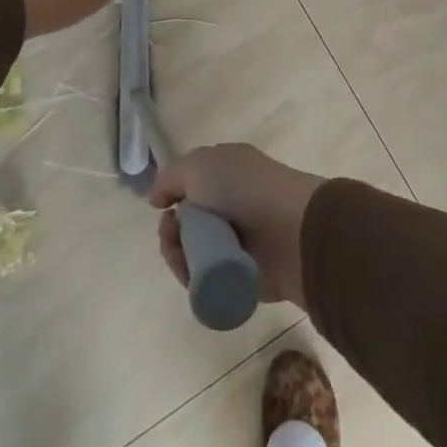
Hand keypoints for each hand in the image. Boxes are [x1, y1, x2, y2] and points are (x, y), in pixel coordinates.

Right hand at [150, 144, 323, 306]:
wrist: (289, 230)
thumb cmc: (244, 188)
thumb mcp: (199, 165)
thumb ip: (171, 178)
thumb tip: (157, 199)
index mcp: (227, 173)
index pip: (191, 185)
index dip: (174, 196)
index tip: (163, 206)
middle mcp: (231, 205)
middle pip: (186, 224)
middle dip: (171, 231)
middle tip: (171, 233)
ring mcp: (235, 242)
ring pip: (191, 253)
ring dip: (178, 255)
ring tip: (181, 255)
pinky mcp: (237, 277)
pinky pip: (203, 281)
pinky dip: (192, 278)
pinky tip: (191, 274)